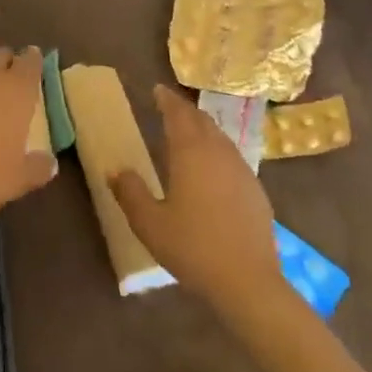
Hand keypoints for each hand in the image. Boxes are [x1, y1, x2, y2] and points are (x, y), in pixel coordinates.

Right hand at [111, 86, 281, 311]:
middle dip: (185, 111)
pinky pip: (233, 158)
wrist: (247, 281)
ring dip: (203, 129)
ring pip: (220, 138)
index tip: (157, 90)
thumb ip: (130, 192)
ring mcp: (242, 170)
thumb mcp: (149, 223)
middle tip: (169, 107)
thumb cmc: (192, 248)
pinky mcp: (256, 191)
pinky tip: (213, 169)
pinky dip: (218, 151)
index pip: (178, 114)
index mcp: (191, 153)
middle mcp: (218, 153)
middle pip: (202, 121)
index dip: (167, 100)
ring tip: (189, 133)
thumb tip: (115, 170)